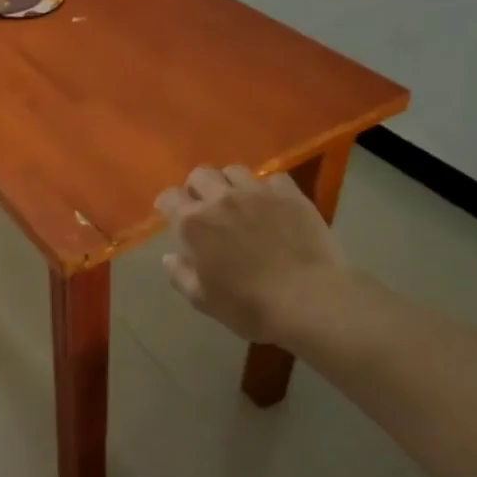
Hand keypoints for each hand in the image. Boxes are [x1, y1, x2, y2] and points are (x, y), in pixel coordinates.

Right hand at [155, 165, 342, 347]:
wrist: (308, 300)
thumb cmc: (248, 306)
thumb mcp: (203, 300)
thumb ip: (180, 275)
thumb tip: (170, 257)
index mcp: (194, 224)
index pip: (169, 198)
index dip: (167, 204)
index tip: (171, 215)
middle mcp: (221, 199)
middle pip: (200, 174)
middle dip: (197, 187)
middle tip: (205, 206)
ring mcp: (257, 193)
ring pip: (235, 170)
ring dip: (230, 183)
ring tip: (238, 201)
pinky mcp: (290, 195)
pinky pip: (273, 178)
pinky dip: (268, 188)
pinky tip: (273, 204)